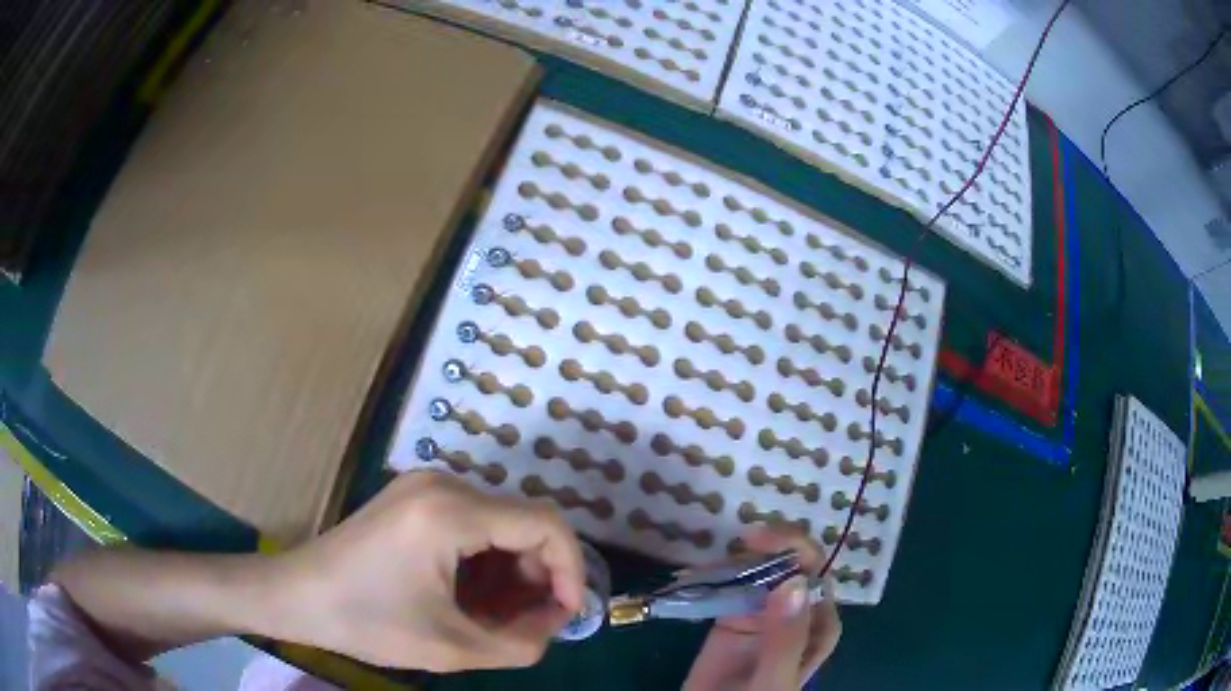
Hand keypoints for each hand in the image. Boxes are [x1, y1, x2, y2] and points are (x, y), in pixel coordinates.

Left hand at [273, 470, 585, 671]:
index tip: (566, 615)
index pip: (545, 525)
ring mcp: (426, 487)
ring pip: (500, 525)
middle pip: (523, 523)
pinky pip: (472, 525)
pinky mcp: (415, 499)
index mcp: (451, 511)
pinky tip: (472, 597)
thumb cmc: (367, 621)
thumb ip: (521, 644)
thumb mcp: (451, 648)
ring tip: (498, 617)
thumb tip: (553, 623)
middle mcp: (444, 484)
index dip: (571, 570)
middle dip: (538, 577)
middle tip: (530, 624)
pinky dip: (486, 563)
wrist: (297, 595)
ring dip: (512, 573)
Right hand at [683, 527, 841, 689]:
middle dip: (769, 545)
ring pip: (759, 571)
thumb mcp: (773, 679)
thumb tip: (792, 582)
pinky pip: (729, 587)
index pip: (815, 575)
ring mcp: (762, 613)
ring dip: (738, 558)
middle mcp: (795, 612)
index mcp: (818, 624)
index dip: (794, 549)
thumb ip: (786, 639)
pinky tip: (697, 573)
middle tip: (739, 540)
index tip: (759, 540)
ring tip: (711, 560)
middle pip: (790, 565)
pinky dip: (714, 575)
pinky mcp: (731, 618)